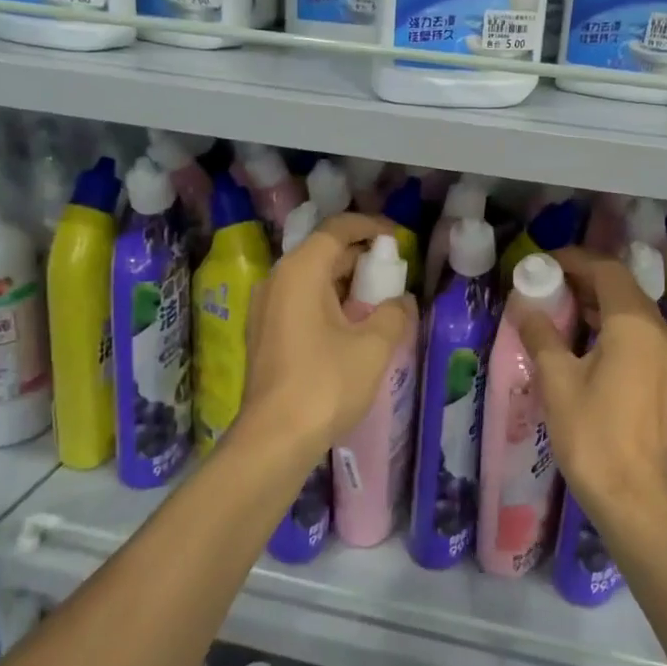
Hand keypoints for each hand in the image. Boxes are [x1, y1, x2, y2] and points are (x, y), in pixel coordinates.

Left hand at [240, 212, 414, 458]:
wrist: (274, 439)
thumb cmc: (325, 384)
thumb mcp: (373, 346)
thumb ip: (394, 313)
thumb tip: (401, 301)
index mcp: (300, 271)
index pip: (337, 229)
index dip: (370, 226)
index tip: (397, 238)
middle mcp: (277, 280)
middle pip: (323, 252)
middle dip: (361, 257)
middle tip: (394, 273)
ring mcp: (266, 308)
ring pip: (312, 279)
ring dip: (346, 283)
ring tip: (379, 300)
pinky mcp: (265, 334)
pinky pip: (301, 302)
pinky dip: (329, 302)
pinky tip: (353, 326)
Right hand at [514, 247, 666, 522]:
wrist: (635, 498)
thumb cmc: (592, 436)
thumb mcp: (557, 381)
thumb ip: (541, 335)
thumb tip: (524, 306)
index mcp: (635, 325)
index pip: (607, 270)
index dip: (574, 260)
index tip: (543, 263)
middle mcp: (660, 331)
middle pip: (623, 287)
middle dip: (584, 279)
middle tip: (546, 285)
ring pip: (633, 311)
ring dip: (598, 303)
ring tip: (559, 311)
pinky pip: (641, 334)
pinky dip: (612, 326)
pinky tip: (584, 343)